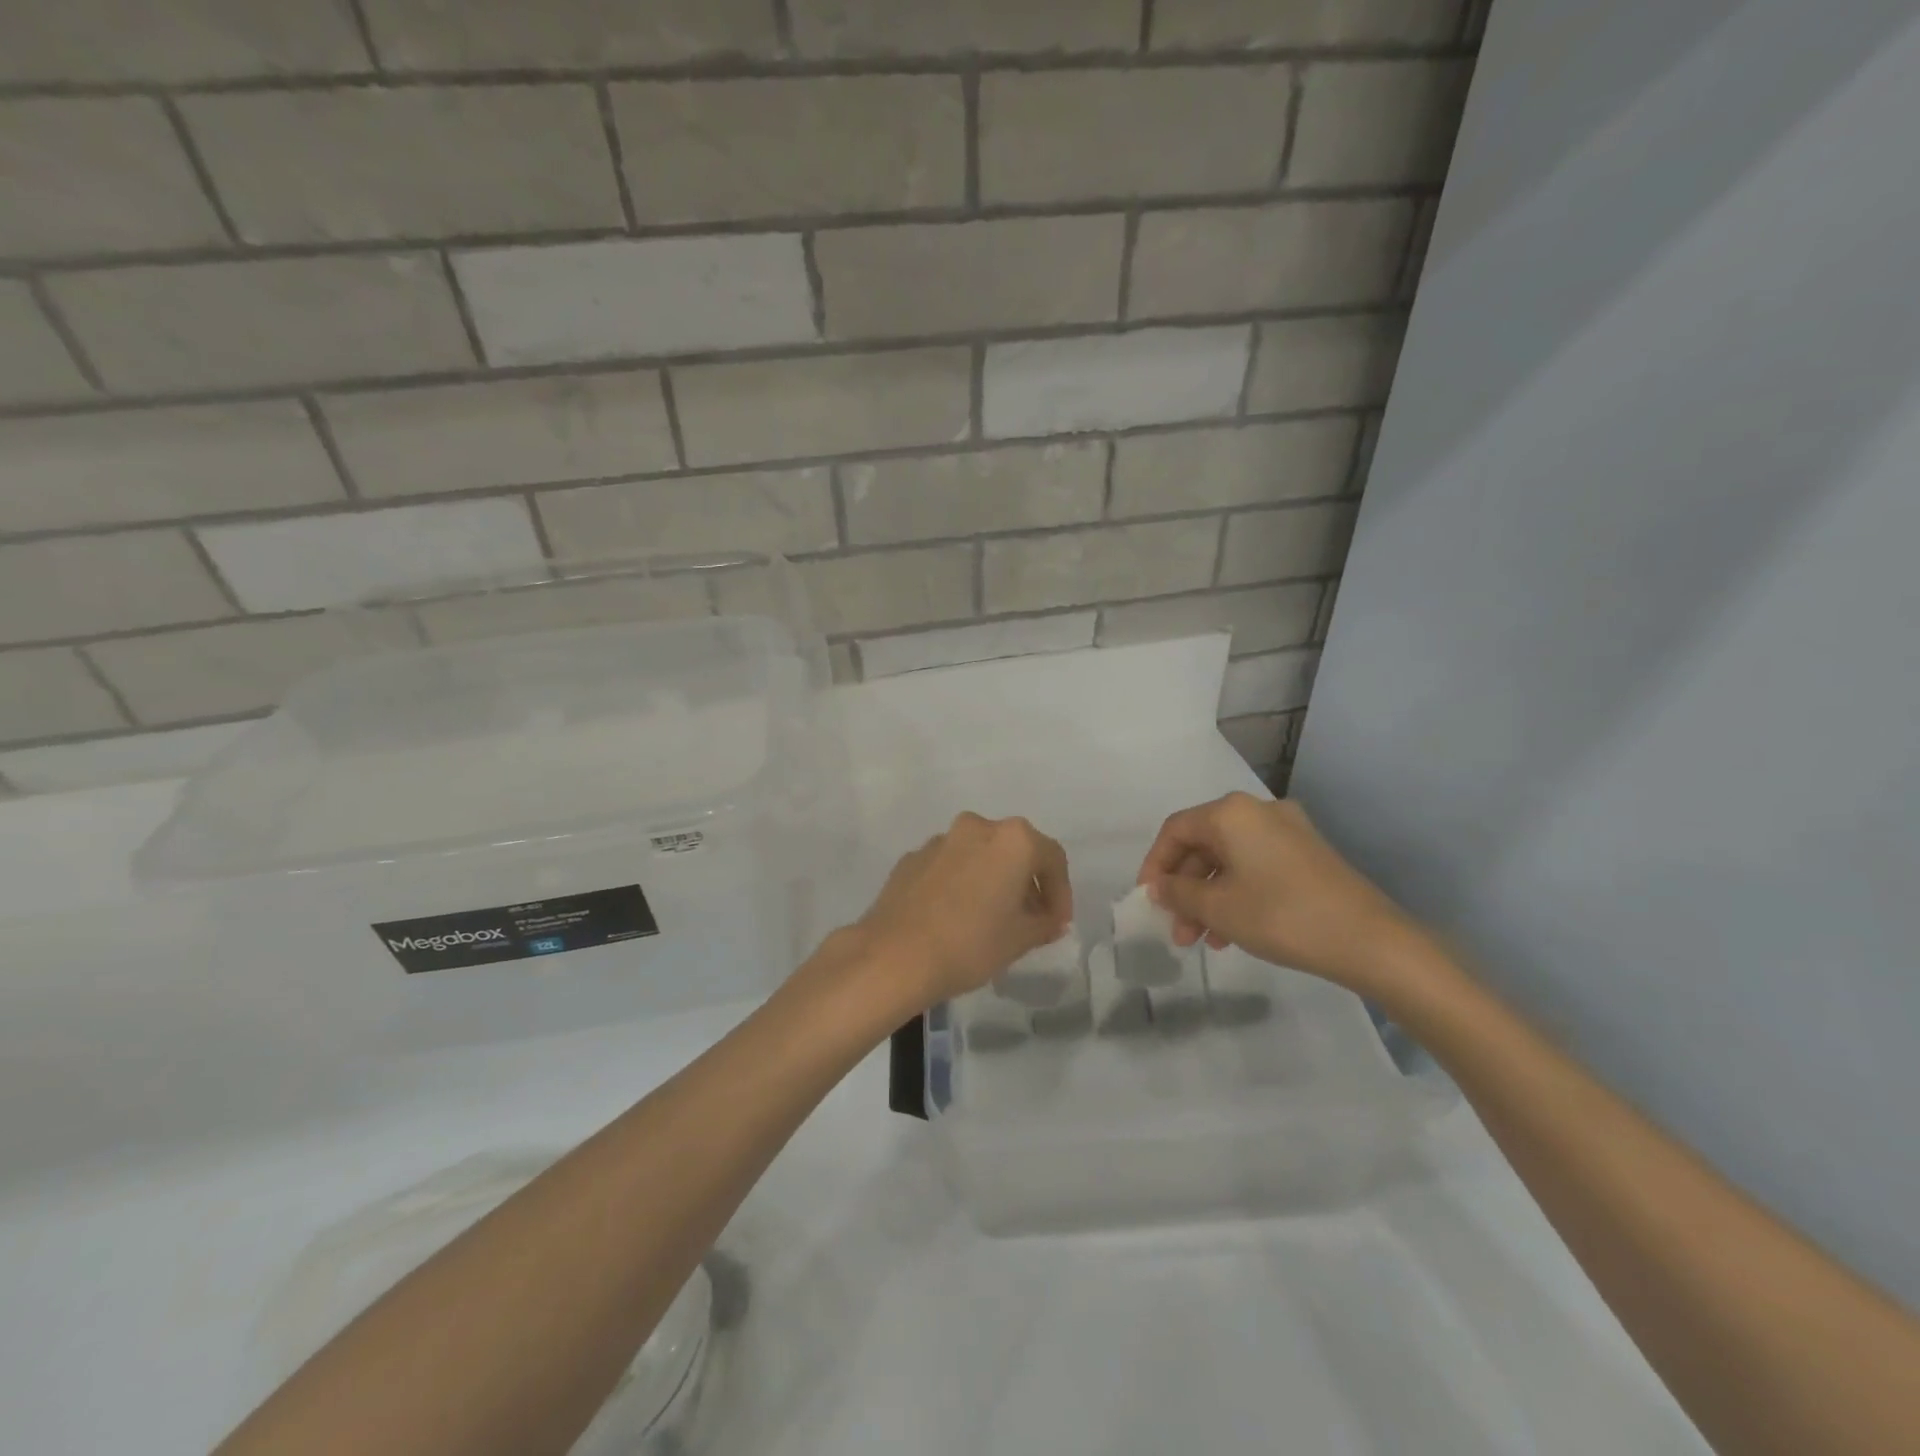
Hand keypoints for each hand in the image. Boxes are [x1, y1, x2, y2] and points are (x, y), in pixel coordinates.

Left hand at [848, 813, 1072, 1012]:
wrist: (894, 955)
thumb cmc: (970, 944)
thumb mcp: (1020, 939)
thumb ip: (1044, 923)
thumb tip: (1050, 919)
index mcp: (1012, 840)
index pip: (1052, 858)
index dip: (1061, 892)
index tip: (1057, 923)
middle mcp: (977, 828)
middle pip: (1015, 850)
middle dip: (1026, 882)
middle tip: (1029, 919)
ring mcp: (940, 840)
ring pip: (980, 854)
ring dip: (992, 879)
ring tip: (990, 918)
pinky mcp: (912, 857)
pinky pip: (950, 865)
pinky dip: (961, 882)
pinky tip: (955, 916)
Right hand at [1138, 794, 1425, 997]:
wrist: (1371, 941)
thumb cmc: (1282, 916)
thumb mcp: (1218, 908)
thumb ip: (1178, 893)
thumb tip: (1159, 887)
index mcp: (1231, 813)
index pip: (1175, 830)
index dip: (1154, 865)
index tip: (1148, 901)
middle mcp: (1258, 811)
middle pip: (1203, 844)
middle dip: (1184, 888)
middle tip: (1177, 930)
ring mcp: (1288, 830)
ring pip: (1230, 859)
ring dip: (1209, 896)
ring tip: (1203, 940)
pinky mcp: (1308, 854)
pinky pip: (1256, 866)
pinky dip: (1236, 893)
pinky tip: (1233, 931)